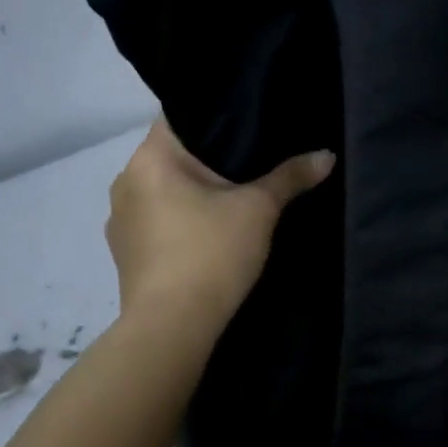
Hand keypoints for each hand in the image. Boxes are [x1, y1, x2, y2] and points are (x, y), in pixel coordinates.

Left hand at [106, 118, 333, 337]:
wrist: (171, 329)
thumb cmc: (211, 253)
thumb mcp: (259, 209)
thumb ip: (290, 176)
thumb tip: (327, 155)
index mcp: (149, 159)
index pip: (180, 118)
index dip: (216, 117)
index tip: (248, 122)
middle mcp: (126, 182)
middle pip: (173, 156)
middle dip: (209, 158)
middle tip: (252, 158)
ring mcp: (121, 221)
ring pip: (164, 190)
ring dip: (193, 192)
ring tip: (233, 196)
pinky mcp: (125, 254)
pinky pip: (157, 220)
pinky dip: (181, 220)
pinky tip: (209, 233)